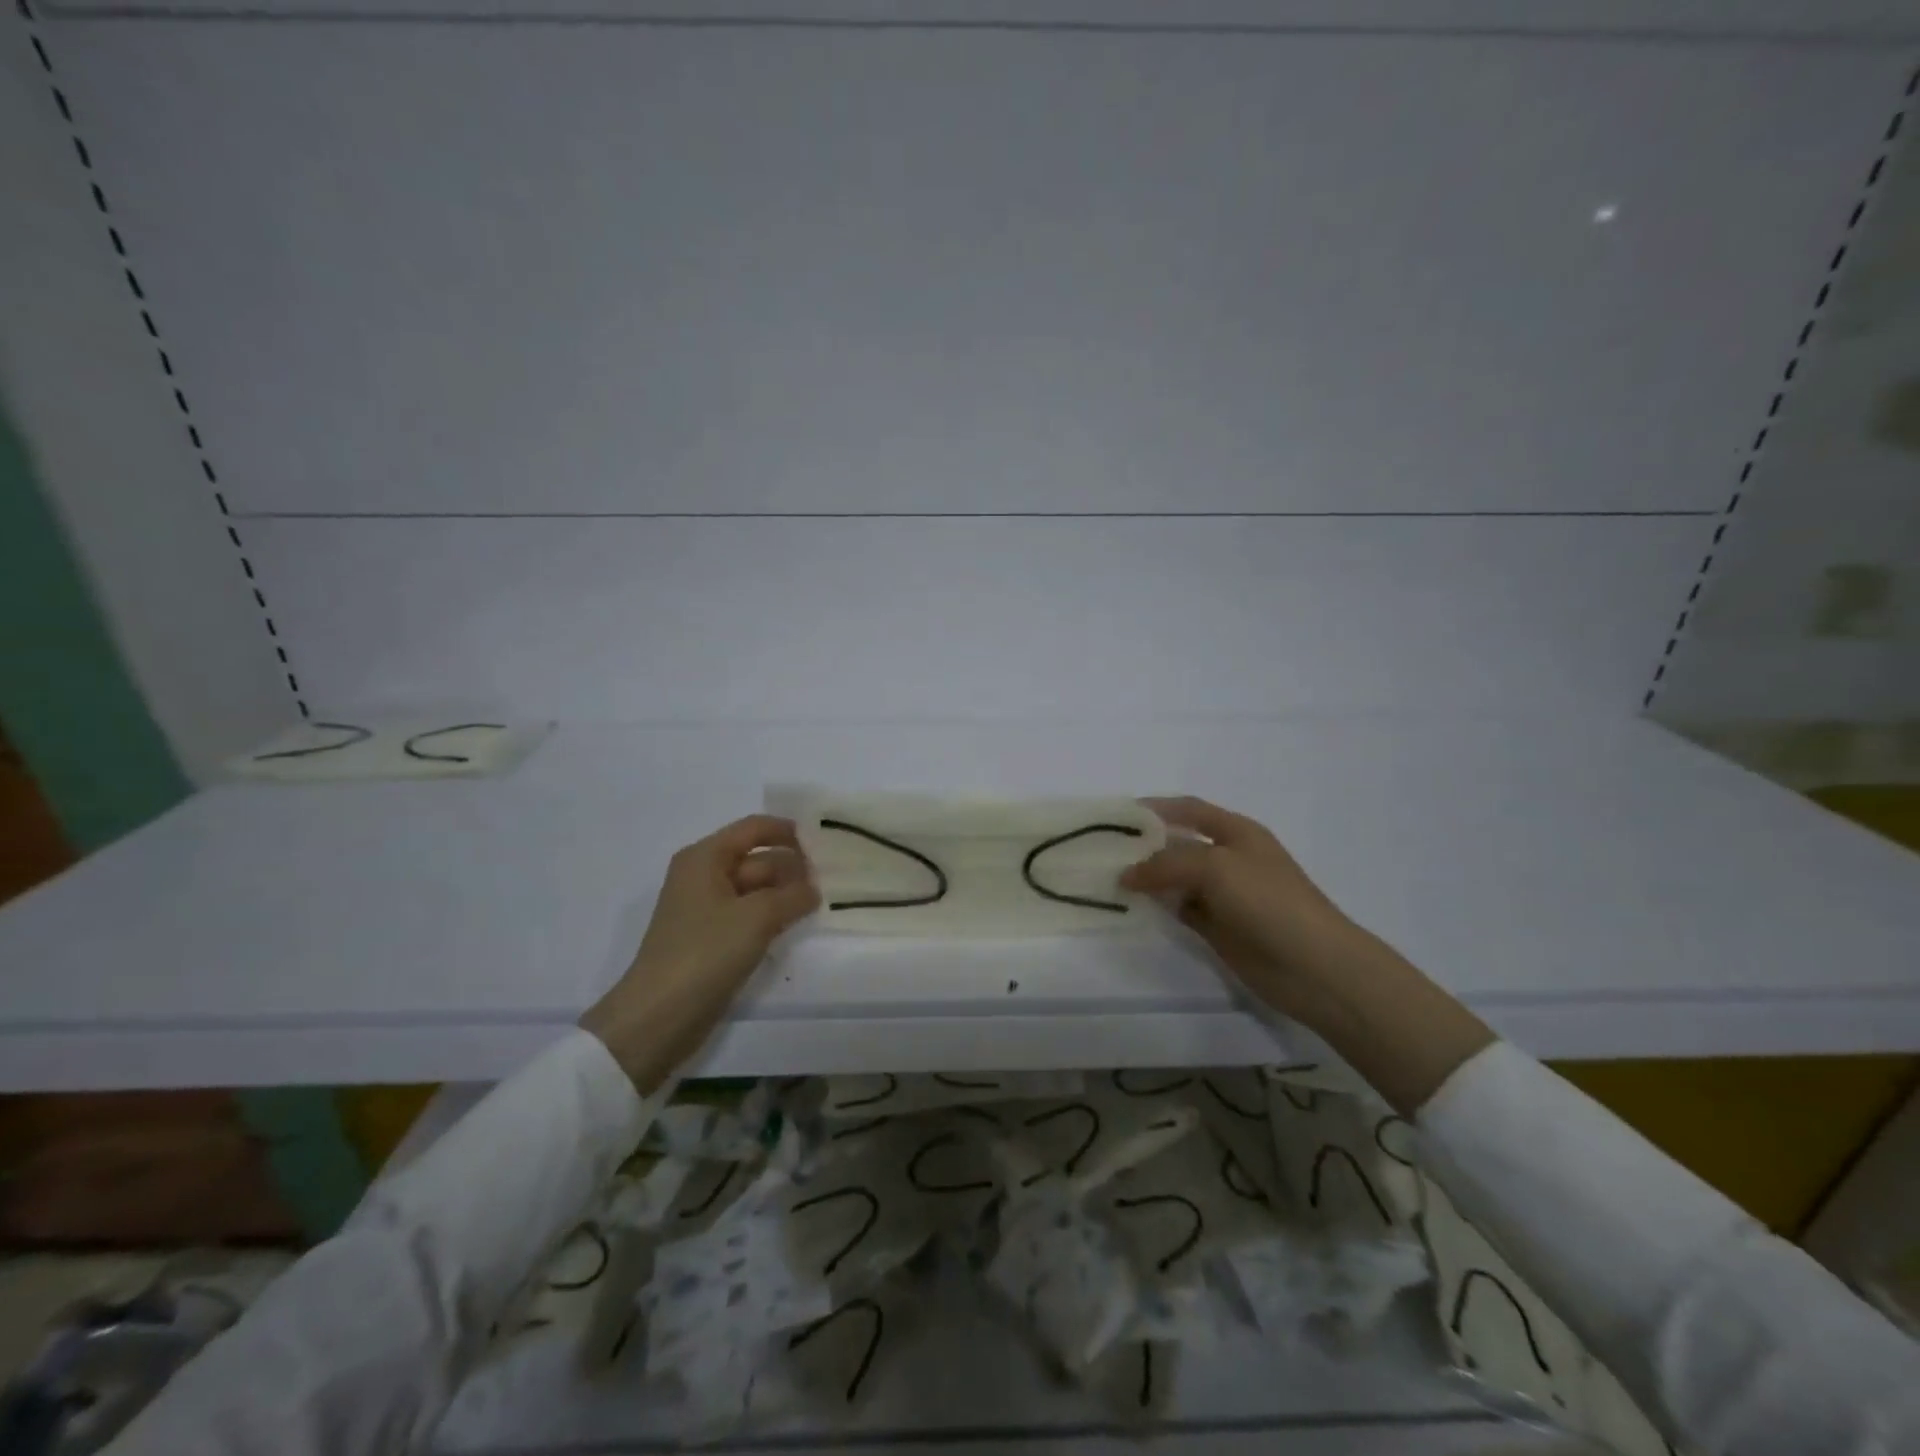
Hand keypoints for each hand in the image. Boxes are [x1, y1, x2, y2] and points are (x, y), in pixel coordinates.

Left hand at [581, 815, 818, 1091]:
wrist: (658, 1017)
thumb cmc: (705, 953)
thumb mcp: (757, 917)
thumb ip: (793, 895)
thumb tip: (813, 889)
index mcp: (705, 858)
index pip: (754, 828)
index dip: (788, 832)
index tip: (824, 843)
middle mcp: (703, 876)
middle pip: (757, 859)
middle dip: (792, 867)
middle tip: (833, 880)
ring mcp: (706, 910)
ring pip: (755, 890)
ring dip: (785, 894)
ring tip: (822, 902)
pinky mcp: (710, 940)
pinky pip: (748, 916)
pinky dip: (772, 917)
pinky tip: (796, 926)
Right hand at [1120, 796, 1361, 1022]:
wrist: (1315, 966)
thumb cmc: (1269, 901)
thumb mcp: (1215, 867)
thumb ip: (1167, 864)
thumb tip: (1127, 875)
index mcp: (1236, 832)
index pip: (1189, 809)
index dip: (1156, 808)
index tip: (1117, 814)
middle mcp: (1228, 858)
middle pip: (1178, 844)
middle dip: (1144, 844)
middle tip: (1102, 850)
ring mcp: (1224, 894)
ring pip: (1176, 879)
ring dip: (1147, 878)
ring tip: (1107, 878)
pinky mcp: (1218, 927)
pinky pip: (1180, 909)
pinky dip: (1158, 906)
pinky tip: (1132, 906)